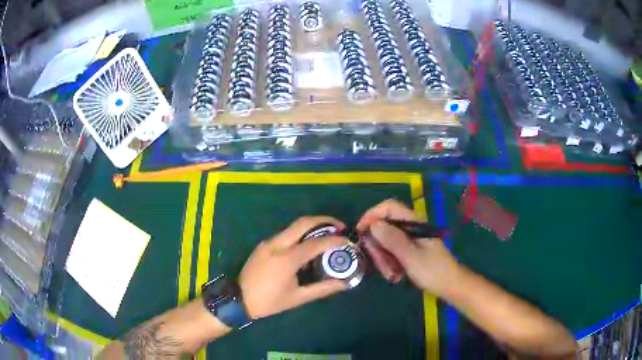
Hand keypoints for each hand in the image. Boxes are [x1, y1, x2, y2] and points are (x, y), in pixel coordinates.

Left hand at [238, 216, 348, 319]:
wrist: (239, 299)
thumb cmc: (270, 302)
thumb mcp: (298, 298)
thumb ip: (323, 289)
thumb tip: (344, 284)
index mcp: (287, 259)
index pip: (316, 243)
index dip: (335, 240)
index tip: (348, 241)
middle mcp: (277, 244)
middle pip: (303, 222)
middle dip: (324, 220)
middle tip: (339, 226)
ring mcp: (268, 242)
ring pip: (293, 226)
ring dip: (312, 226)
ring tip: (326, 234)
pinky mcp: (263, 244)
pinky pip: (285, 234)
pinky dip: (300, 234)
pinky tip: (306, 246)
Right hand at [357, 199, 458, 296]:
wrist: (450, 286)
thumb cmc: (433, 271)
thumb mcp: (411, 257)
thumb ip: (392, 240)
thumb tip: (373, 224)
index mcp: (413, 222)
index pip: (388, 207)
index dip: (371, 215)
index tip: (360, 233)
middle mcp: (410, 227)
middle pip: (383, 227)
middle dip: (378, 247)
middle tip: (380, 265)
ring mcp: (409, 239)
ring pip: (385, 243)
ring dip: (383, 259)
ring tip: (392, 275)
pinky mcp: (408, 250)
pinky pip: (391, 253)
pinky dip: (389, 264)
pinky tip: (396, 275)